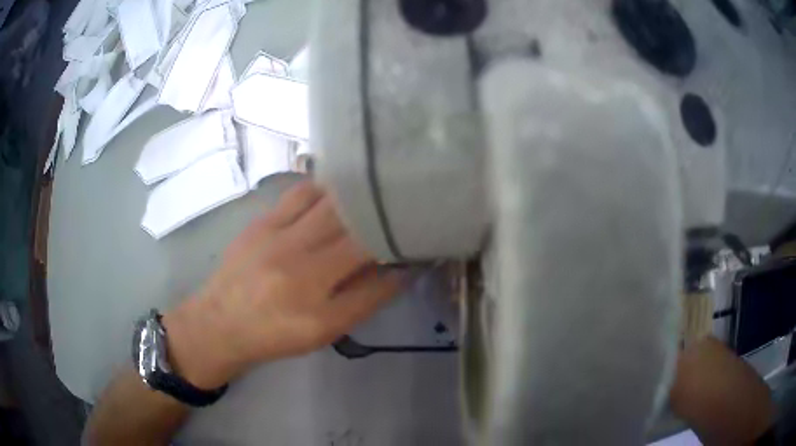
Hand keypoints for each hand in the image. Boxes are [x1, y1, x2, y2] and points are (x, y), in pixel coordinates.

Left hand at [162, 182, 405, 389]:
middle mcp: (299, 266)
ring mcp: (276, 238)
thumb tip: (399, 270)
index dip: (402, 251)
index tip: (420, 237)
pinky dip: (324, 187)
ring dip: (356, 194)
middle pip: (354, 227)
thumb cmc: (274, 335)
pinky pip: (299, 193)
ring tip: (375, 188)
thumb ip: (364, 301)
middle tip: (404, 204)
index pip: (375, 268)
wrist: (219, 323)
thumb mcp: (323, 332)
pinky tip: (335, 188)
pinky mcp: (261, 222)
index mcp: (317, 304)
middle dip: (384, 214)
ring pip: (329, 201)